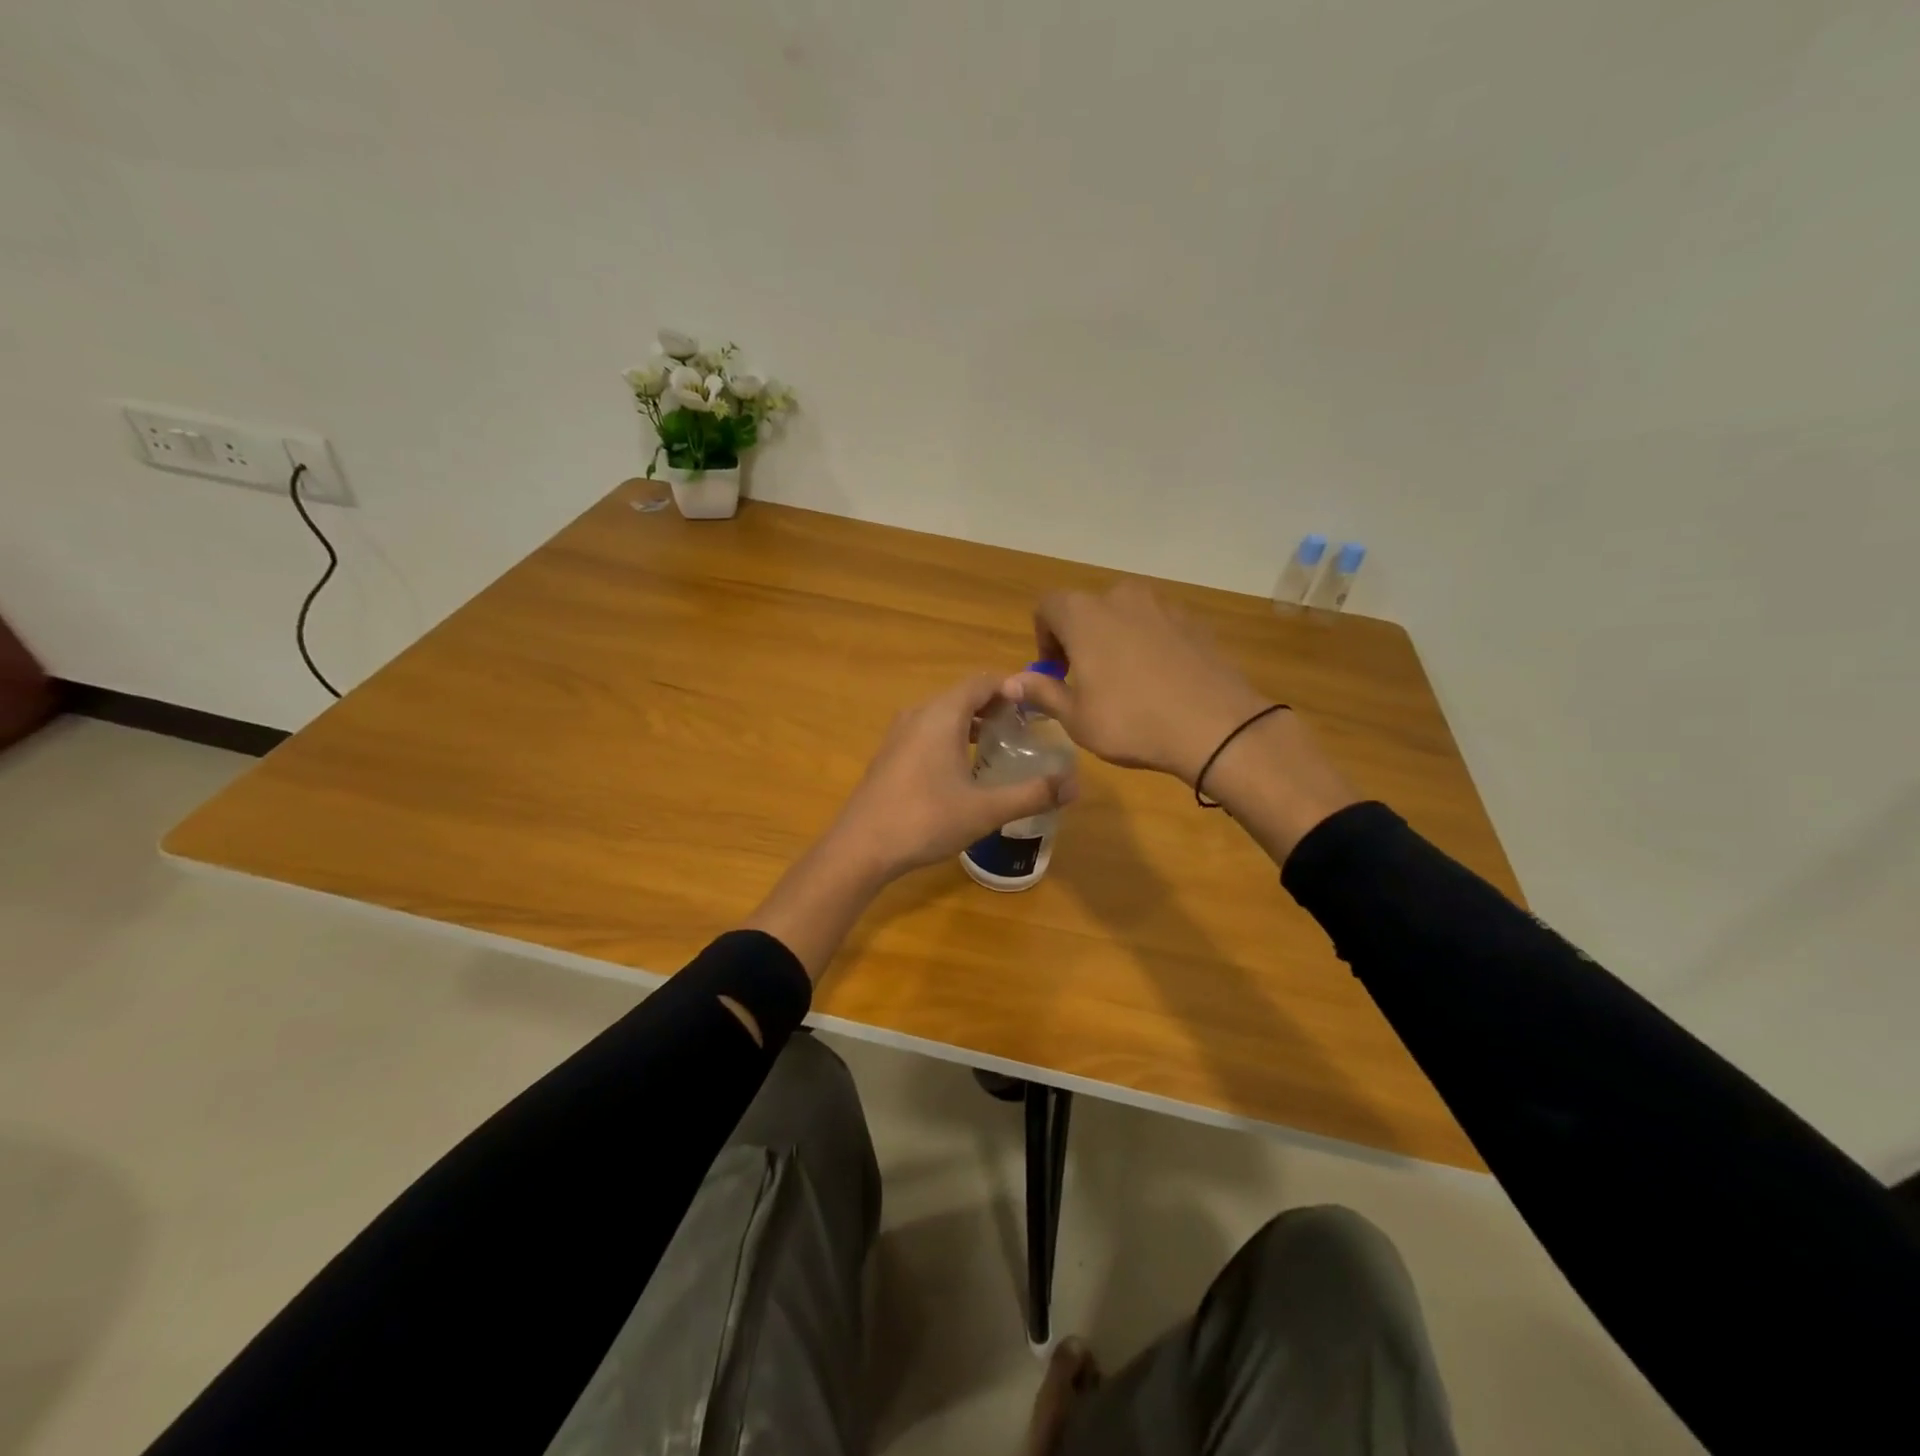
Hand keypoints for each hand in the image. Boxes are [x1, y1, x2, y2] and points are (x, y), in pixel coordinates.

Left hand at [825, 674, 1078, 881]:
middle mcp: (918, 714)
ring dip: (972, 722)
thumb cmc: (925, 820)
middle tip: (1026, 728)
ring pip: (943, 714)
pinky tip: (964, 768)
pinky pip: (927, 731)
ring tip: (999, 745)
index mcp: (941, 714)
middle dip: (996, 706)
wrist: (861, 848)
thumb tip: (1075, 785)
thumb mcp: (986, 810)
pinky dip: (951, 736)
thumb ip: (1032, 794)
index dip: (1013, 687)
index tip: (1039, 707)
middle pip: (963, 695)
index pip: (983, 682)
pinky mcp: (890, 755)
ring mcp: (899, 734)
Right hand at [1002, 582, 1272, 785]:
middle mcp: (1121, 597)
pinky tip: (1159, 681)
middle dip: (1080, 638)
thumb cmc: (1131, 721)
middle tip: (1087, 679)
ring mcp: (1162, 605)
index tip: (1055, 672)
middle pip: (1087, 608)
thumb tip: (1011, 682)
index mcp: (1084, 614)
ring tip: (1125, 681)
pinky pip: (1157, 626)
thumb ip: (1042, 692)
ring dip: (1115, 639)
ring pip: (1124, 615)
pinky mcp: (1193, 621)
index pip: (1047, 606)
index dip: (1044, 638)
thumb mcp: (1076, 717)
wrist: (1215, 726)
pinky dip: (1148, 644)